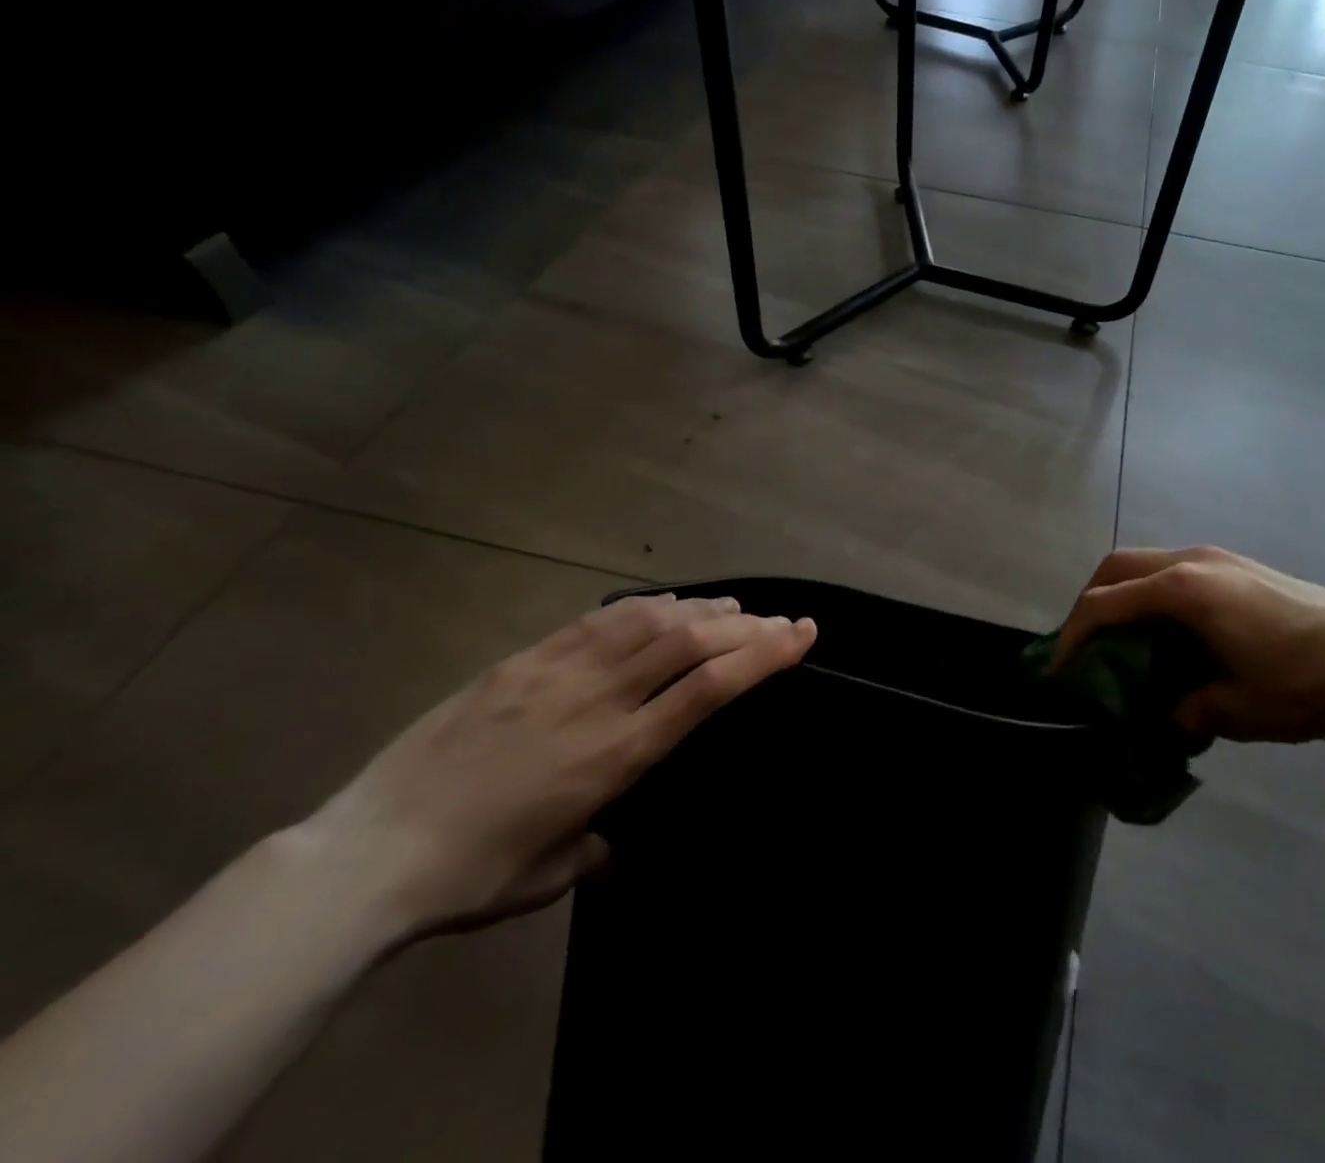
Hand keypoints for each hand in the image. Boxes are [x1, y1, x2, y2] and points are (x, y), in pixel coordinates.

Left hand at [300, 594, 816, 938]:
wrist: (367, 853)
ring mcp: (558, 672)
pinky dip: (644, 607)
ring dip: (701, 609)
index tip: (800, 634)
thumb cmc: (470, 875)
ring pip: (649, 621)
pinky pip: (598, 620)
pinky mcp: (523, 660)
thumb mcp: (549, 876)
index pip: (709, 688)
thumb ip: (594, 845)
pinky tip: (664, 604)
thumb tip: (607, 840)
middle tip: (784, 618)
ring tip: (733, 608)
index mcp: (616, 754)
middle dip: (749, 626)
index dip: (763, 656)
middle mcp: (598, 700)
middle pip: (690, 643)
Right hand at [1056, 548, 1324, 743]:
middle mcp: (1193, 561)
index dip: (1073, 634)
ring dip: (1125, 594)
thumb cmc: (1302, 681)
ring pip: (1148, 563)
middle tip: (1086, 645)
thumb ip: (1184, 711)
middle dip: (1091, 601)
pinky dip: (1156, 594)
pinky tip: (1174, 632)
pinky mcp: (1240, 565)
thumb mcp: (1234, 710)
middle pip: (1118, 566)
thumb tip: (1165, 715)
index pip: (1105, 603)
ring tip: (1127, 640)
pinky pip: (1177, 569)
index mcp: (1183, 590)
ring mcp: (1219, 557)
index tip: (1059, 667)